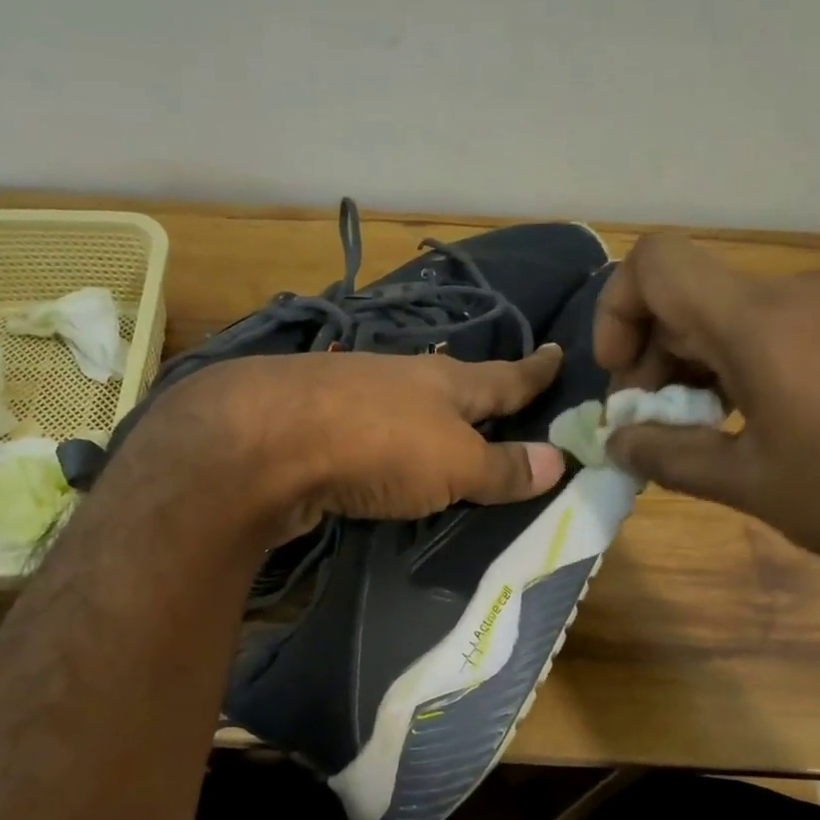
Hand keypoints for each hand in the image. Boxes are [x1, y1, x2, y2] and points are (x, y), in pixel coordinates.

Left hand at [114, 347, 567, 546]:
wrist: (261, 441)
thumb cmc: (378, 445)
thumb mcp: (453, 463)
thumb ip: (501, 467)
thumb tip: (558, 461)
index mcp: (445, 382)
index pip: (505, 376)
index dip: (536, 371)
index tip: (558, 352)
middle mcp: (399, 379)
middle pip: (452, 385)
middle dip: (479, 392)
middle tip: (503, 399)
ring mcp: (350, 395)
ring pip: (405, 404)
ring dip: (427, 416)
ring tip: (445, 431)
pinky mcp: (311, 423)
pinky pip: (366, 432)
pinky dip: (384, 442)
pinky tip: (380, 456)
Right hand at [593, 234, 819, 575]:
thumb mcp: (749, 484)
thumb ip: (668, 456)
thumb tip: (616, 442)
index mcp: (756, 321)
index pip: (656, 262)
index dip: (618, 309)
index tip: (624, 376)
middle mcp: (793, 297)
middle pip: (688, 296)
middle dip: (650, 356)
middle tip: (653, 426)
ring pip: (731, 315)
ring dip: (694, 366)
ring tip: (704, 434)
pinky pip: (777, 330)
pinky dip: (741, 367)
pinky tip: (758, 426)